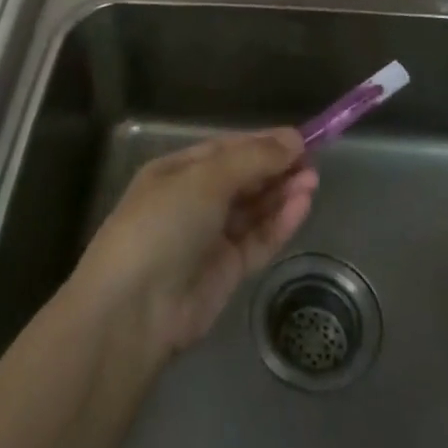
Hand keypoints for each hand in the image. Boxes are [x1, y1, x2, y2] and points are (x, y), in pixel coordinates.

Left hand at [74, 129, 316, 357]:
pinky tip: (302, 206)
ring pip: (253, 209)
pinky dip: (279, 223)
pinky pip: (258, 240)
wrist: (134, 308)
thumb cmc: (162, 224)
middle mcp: (193, 201)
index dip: (262, 143)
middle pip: (242, 179)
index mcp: (177, 171)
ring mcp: (209, 238)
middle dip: (275, 169)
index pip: (226, 150)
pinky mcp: (226, 271)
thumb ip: (252, 159)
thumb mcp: (205, 180)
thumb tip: (293, 139)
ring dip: (281, 194)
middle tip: (313, 162)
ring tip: (313, 181)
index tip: (300, 140)